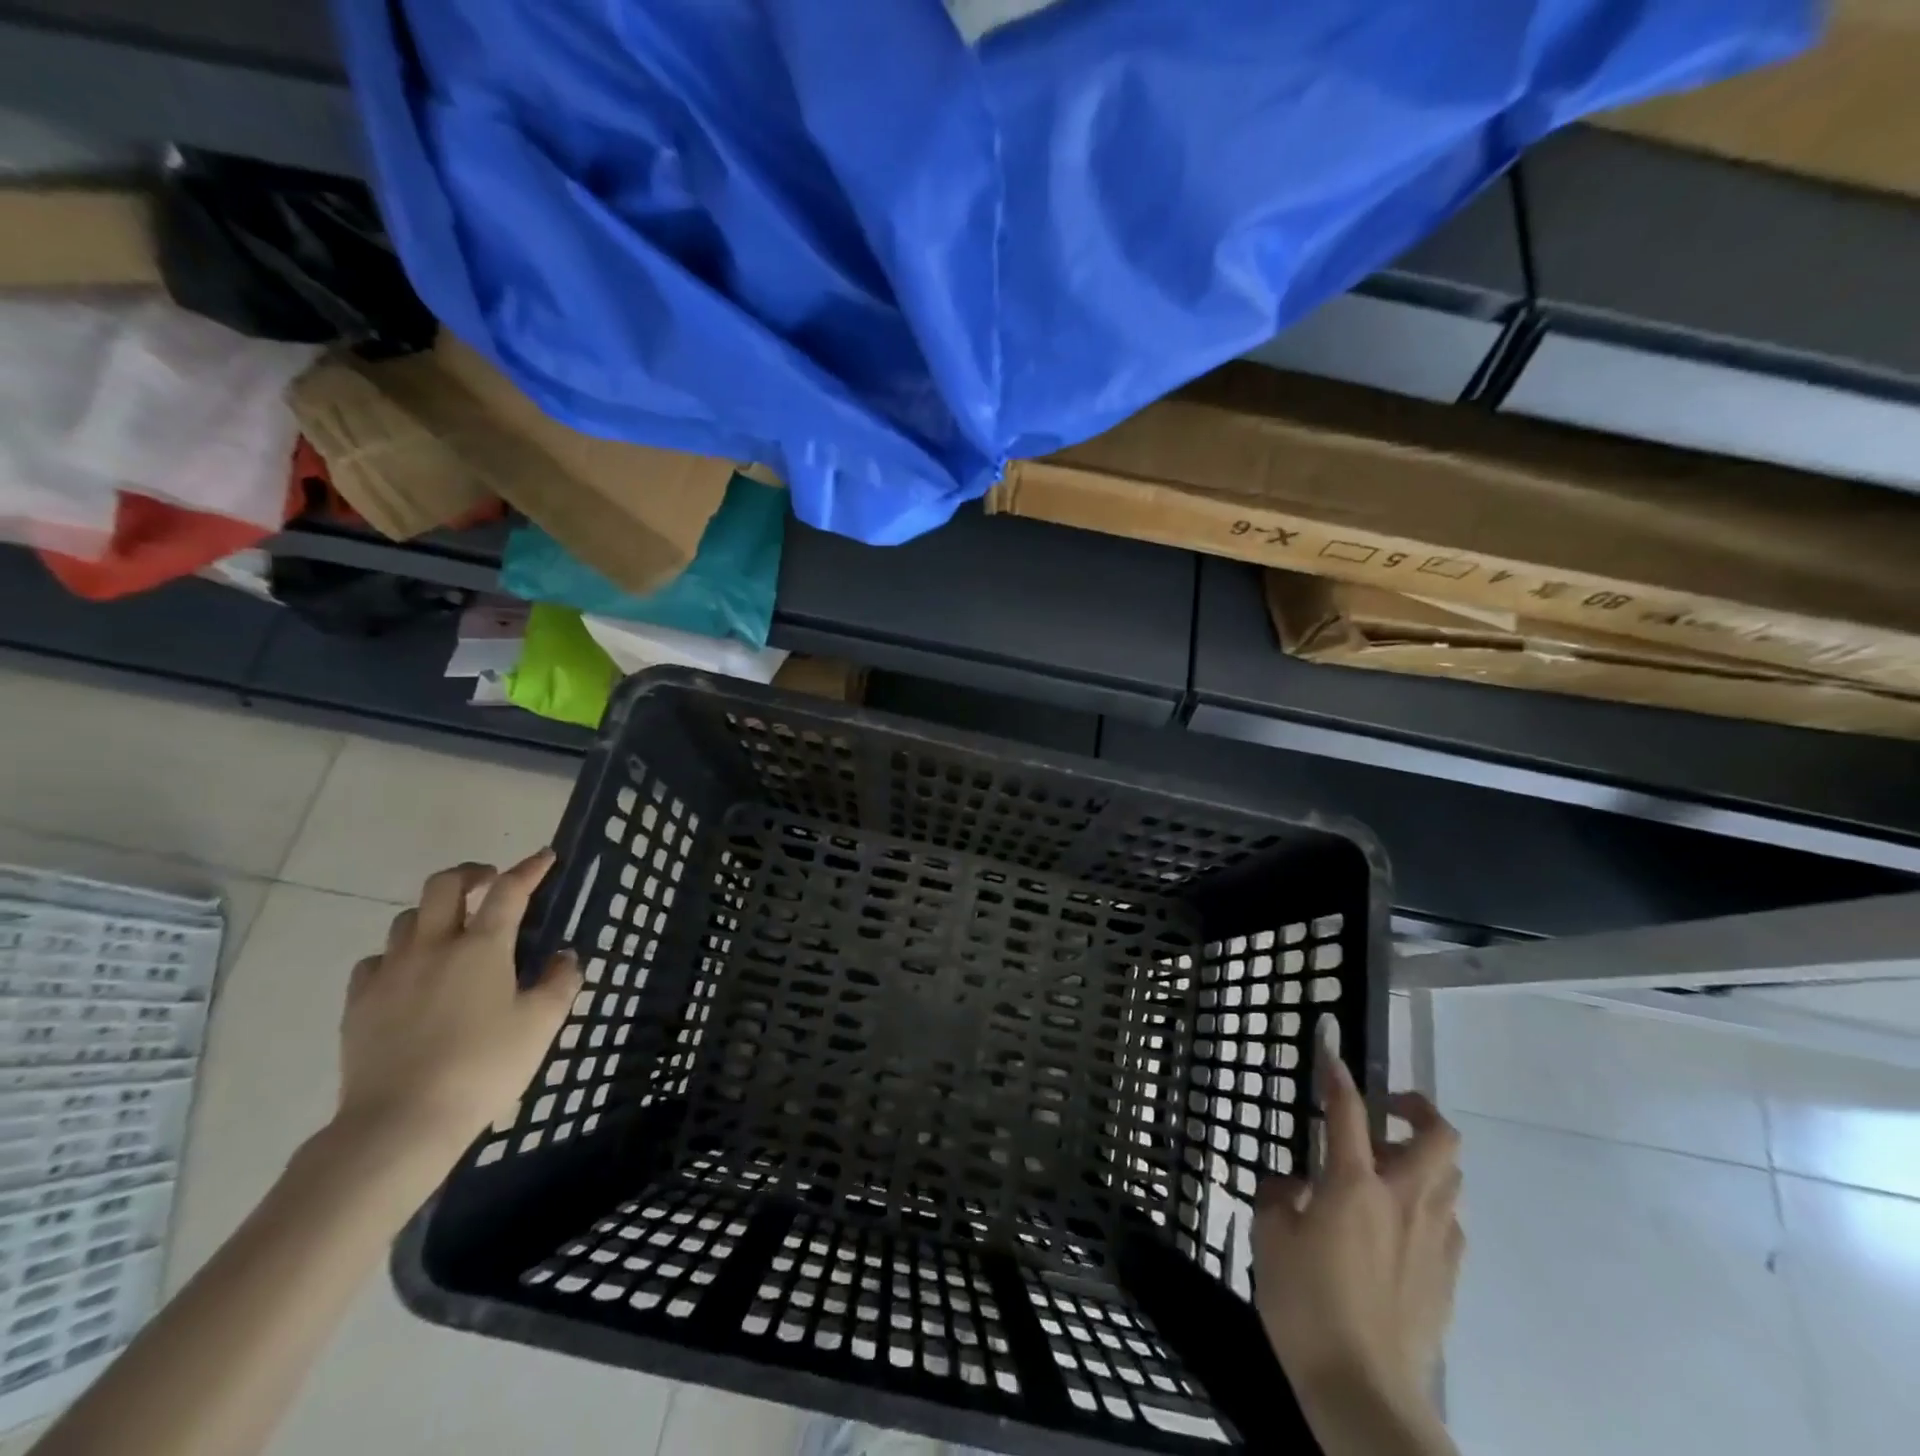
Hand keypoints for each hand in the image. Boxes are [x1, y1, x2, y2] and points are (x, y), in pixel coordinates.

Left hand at [333, 850, 580, 1166]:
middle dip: (470, 874)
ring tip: (451, 930)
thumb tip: (563, 957)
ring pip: (407, 918)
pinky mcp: (359, 1003)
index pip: (510, 890)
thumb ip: (560, 983)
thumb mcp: (541, 1024)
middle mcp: (434, 946)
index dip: (530, 869)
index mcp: (483, 947)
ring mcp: (390, 973)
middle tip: (489, 882)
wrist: (401, 1122)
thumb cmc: (484, 1066)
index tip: (545, 857)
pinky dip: (398, 955)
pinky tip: (410, 975)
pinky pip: (377, 960)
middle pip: (444, 886)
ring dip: (434, 913)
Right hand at [1252, 1044, 1463, 1416]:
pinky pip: (1450, 1224)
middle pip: (1439, 1138)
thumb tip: (1292, 1185)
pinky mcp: (1448, 1278)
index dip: (1337, 1073)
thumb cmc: (1306, 1306)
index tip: (1329, 1048)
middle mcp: (1403, 1200)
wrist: (1364, 1392)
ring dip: (1424, 1159)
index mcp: (1353, 1184)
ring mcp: (1434, 1240)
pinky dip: (1430, 1207)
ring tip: (1388, 1169)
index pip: (1347, 1110)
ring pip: (1452, 1178)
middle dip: (1417, 1108)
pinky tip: (1400, 1226)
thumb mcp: (1268, 1240)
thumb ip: (1278, 1198)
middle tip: (1385, 1110)